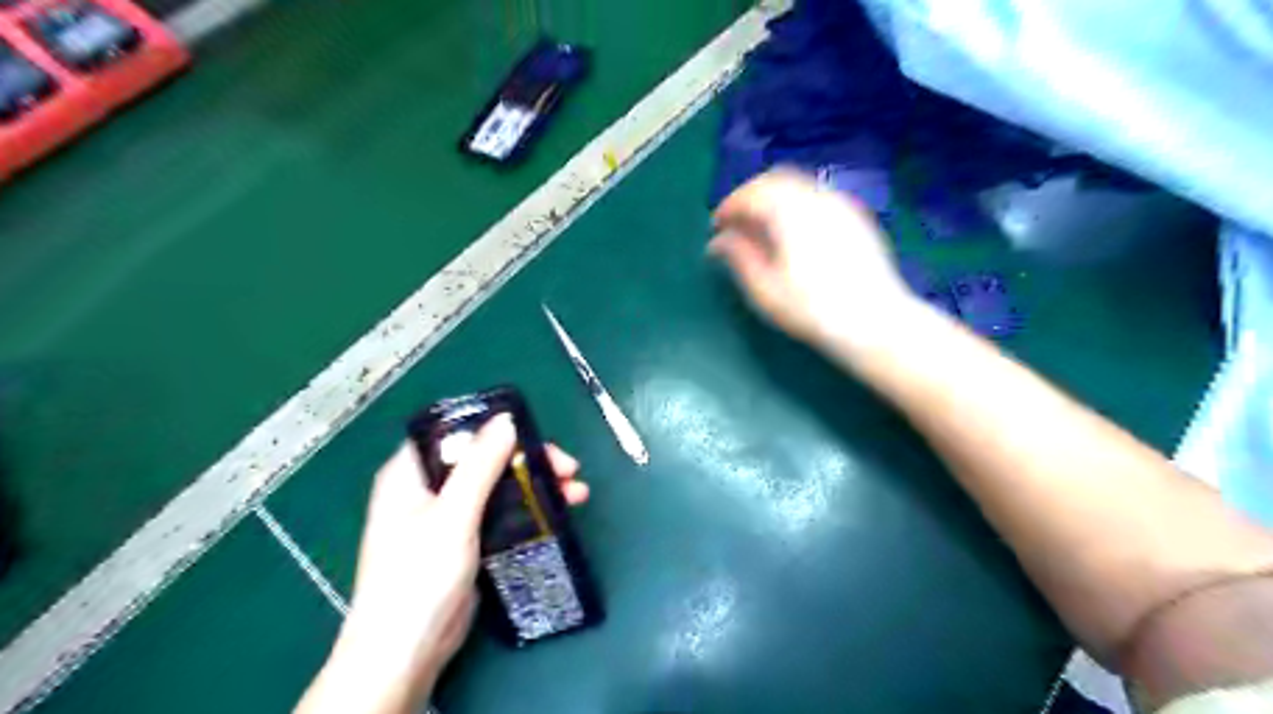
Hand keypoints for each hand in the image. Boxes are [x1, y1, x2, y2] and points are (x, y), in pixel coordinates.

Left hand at [302, 416, 587, 709]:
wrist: (406, 652)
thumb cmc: (419, 574)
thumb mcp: (452, 513)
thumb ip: (480, 464)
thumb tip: (506, 419)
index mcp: (411, 472)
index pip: (455, 433)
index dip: (495, 427)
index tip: (535, 433)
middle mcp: (428, 488)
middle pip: (484, 459)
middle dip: (528, 460)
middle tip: (567, 467)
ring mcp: (447, 517)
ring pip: (498, 486)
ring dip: (535, 485)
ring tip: (577, 492)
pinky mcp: (465, 542)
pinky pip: (501, 514)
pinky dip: (528, 510)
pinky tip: (558, 511)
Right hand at [711, 169, 921, 353]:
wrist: (874, 321)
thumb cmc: (812, 309)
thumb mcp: (765, 288)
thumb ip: (739, 256)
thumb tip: (718, 240)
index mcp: (790, 211)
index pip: (751, 193)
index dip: (728, 207)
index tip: (715, 227)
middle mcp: (817, 197)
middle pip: (775, 180)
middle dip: (750, 197)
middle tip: (736, 224)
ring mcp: (841, 204)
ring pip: (799, 185)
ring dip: (773, 199)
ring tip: (762, 229)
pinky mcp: (856, 217)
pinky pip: (818, 196)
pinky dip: (796, 205)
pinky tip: (793, 233)